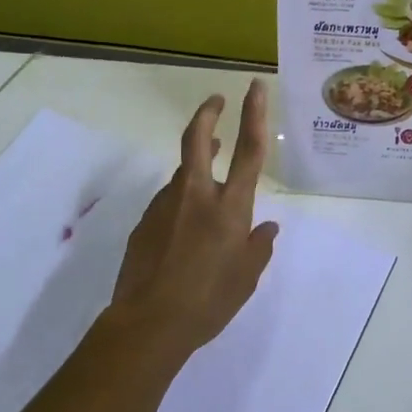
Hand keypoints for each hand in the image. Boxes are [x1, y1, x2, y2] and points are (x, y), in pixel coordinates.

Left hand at [107, 78, 278, 356]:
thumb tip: (267, 229)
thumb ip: (258, 248)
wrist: (149, 324)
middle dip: (207, 113)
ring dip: (197, 165)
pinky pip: (168, 202)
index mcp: (230, 207)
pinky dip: (181, 200)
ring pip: (182, 173)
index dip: (254, 114)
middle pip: (197, 139)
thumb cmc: (209, 301)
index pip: (248, 150)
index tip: (254, 87)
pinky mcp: (144, 223)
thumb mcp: (246, 278)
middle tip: (215, 100)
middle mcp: (197, 195)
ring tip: (210, 164)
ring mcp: (165, 206)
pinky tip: (185, 225)